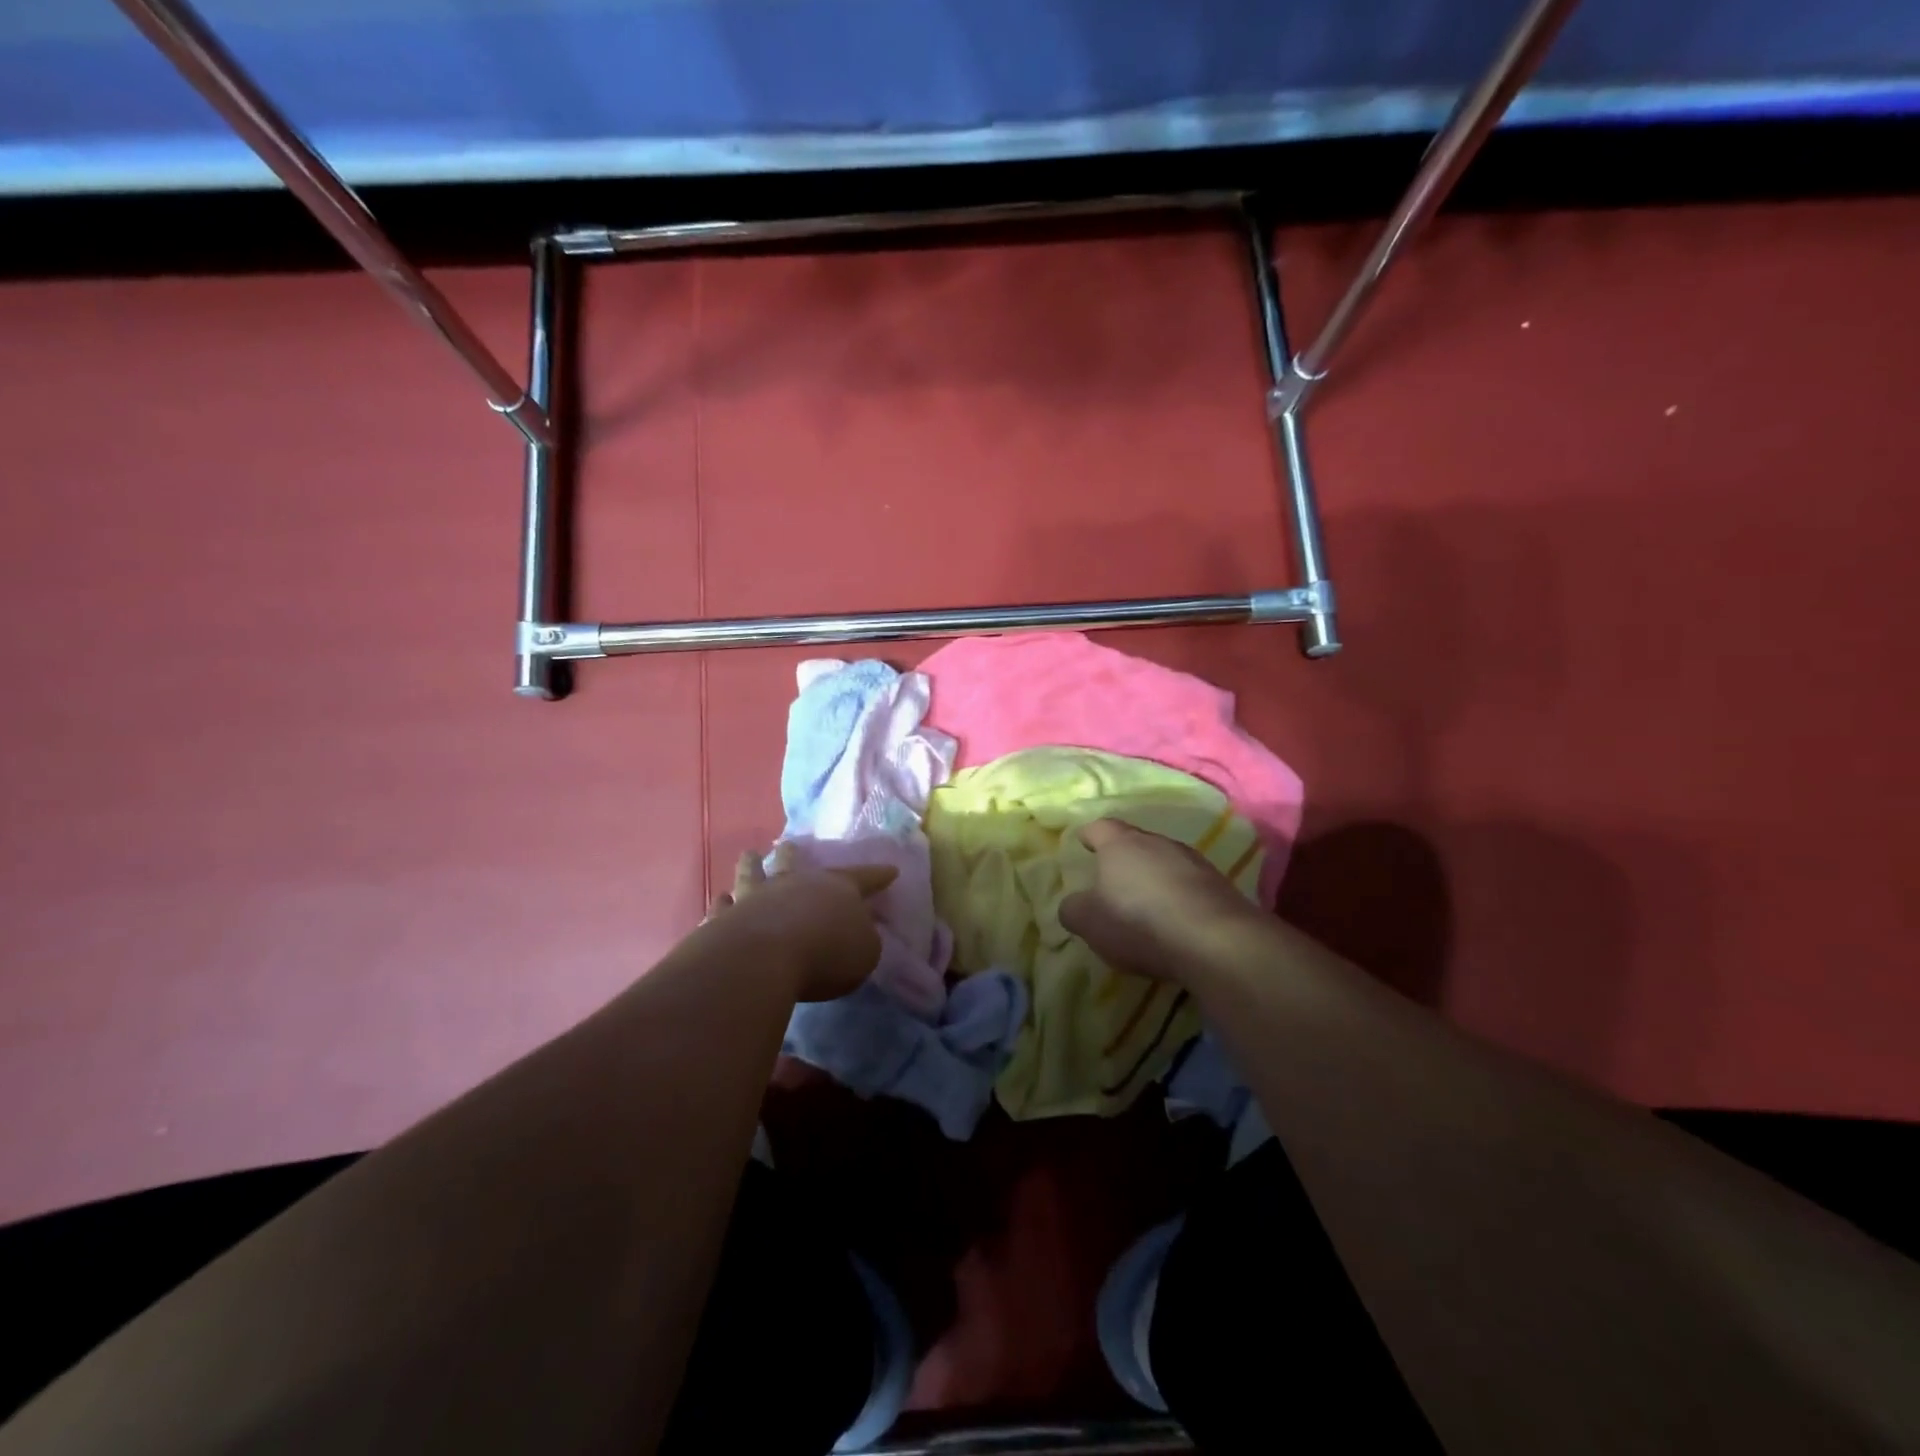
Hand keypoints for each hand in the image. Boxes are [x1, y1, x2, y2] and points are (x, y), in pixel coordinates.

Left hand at [706, 842, 897, 1001]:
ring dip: (752, 865)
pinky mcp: (725, 918)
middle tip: (789, 845)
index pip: (863, 878)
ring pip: (752, 873)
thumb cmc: (827, 953)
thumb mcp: (864, 952)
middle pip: (794, 862)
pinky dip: (723, 905)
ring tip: (749, 856)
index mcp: (835, 889)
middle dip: (794, 854)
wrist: (765, 958)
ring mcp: (756, 897)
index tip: (891, 870)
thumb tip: (855, 933)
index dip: (878, 876)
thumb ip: (862, 939)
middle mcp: (794, 884)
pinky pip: (723, 908)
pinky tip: (720, 901)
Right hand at [1059, 819, 1263, 982]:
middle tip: (1111, 879)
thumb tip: (1074, 903)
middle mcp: (1157, 842)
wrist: (1215, 941)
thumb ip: (1073, 909)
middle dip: (1122, 858)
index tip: (1082, 844)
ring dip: (1153, 877)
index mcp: (1120, 844)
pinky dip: (1178, 895)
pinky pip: (1189, 883)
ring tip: (1145, 902)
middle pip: (1134, 842)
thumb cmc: (1139, 923)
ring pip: (1164, 861)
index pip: (1099, 828)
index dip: (1088, 836)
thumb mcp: (1089, 922)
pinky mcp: (1219, 884)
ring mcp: (1193, 860)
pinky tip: (1175, 919)